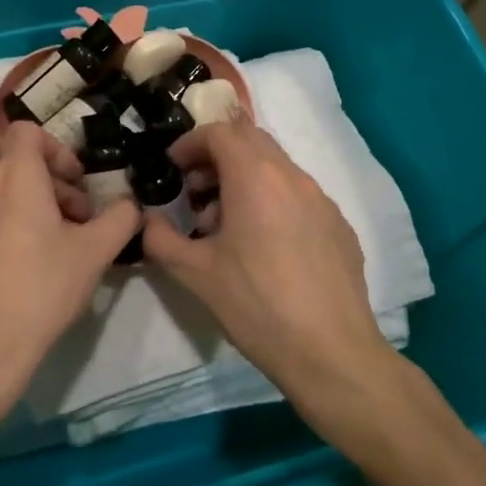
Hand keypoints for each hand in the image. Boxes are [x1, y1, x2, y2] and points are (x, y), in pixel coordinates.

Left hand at [0, 123, 141, 435]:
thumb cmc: (42, 290)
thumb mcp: (95, 254)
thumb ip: (121, 218)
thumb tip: (130, 204)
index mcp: (14, 181)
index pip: (27, 133)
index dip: (56, 150)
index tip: (76, 184)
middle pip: (17, 174)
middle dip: (51, 193)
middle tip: (75, 229)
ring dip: (20, 218)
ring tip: (40, 258)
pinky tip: (6, 280)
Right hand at [141, 121, 391, 407]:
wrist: (331, 353)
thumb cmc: (256, 305)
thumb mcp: (194, 273)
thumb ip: (159, 237)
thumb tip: (146, 219)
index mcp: (256, 178)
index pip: (220, 132)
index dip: (191, 143)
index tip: (173, 167)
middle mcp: (293, 177)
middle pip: (251, 140)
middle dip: (217, 156)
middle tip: (194, 191)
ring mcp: (322, 200)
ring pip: (276, 168)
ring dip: (244, 179)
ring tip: (224, 225)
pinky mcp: (339, 226)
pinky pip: (298, 196)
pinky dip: (272, 201)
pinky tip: (262, 247)